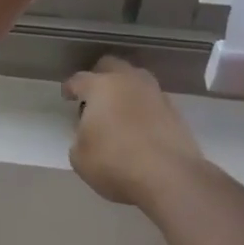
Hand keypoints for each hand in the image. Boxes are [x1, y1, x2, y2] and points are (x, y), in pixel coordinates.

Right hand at [65, 56, 205, 206]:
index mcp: (100, 86)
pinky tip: (141, 127)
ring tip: (120, 111)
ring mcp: (155, 94)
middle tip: (94, 97)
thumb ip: (79, 139)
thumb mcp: (80, 158)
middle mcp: (128, 82)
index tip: (67, 96)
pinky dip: (145, 109)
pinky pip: (153, 101)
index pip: (79, 79)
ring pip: (137, 79)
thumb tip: (88, 136)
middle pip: (111, 65)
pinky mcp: (176, 112)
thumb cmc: (116, 163)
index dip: (70, 87)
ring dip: (126, 90)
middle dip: (100, 76)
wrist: (171, 178)